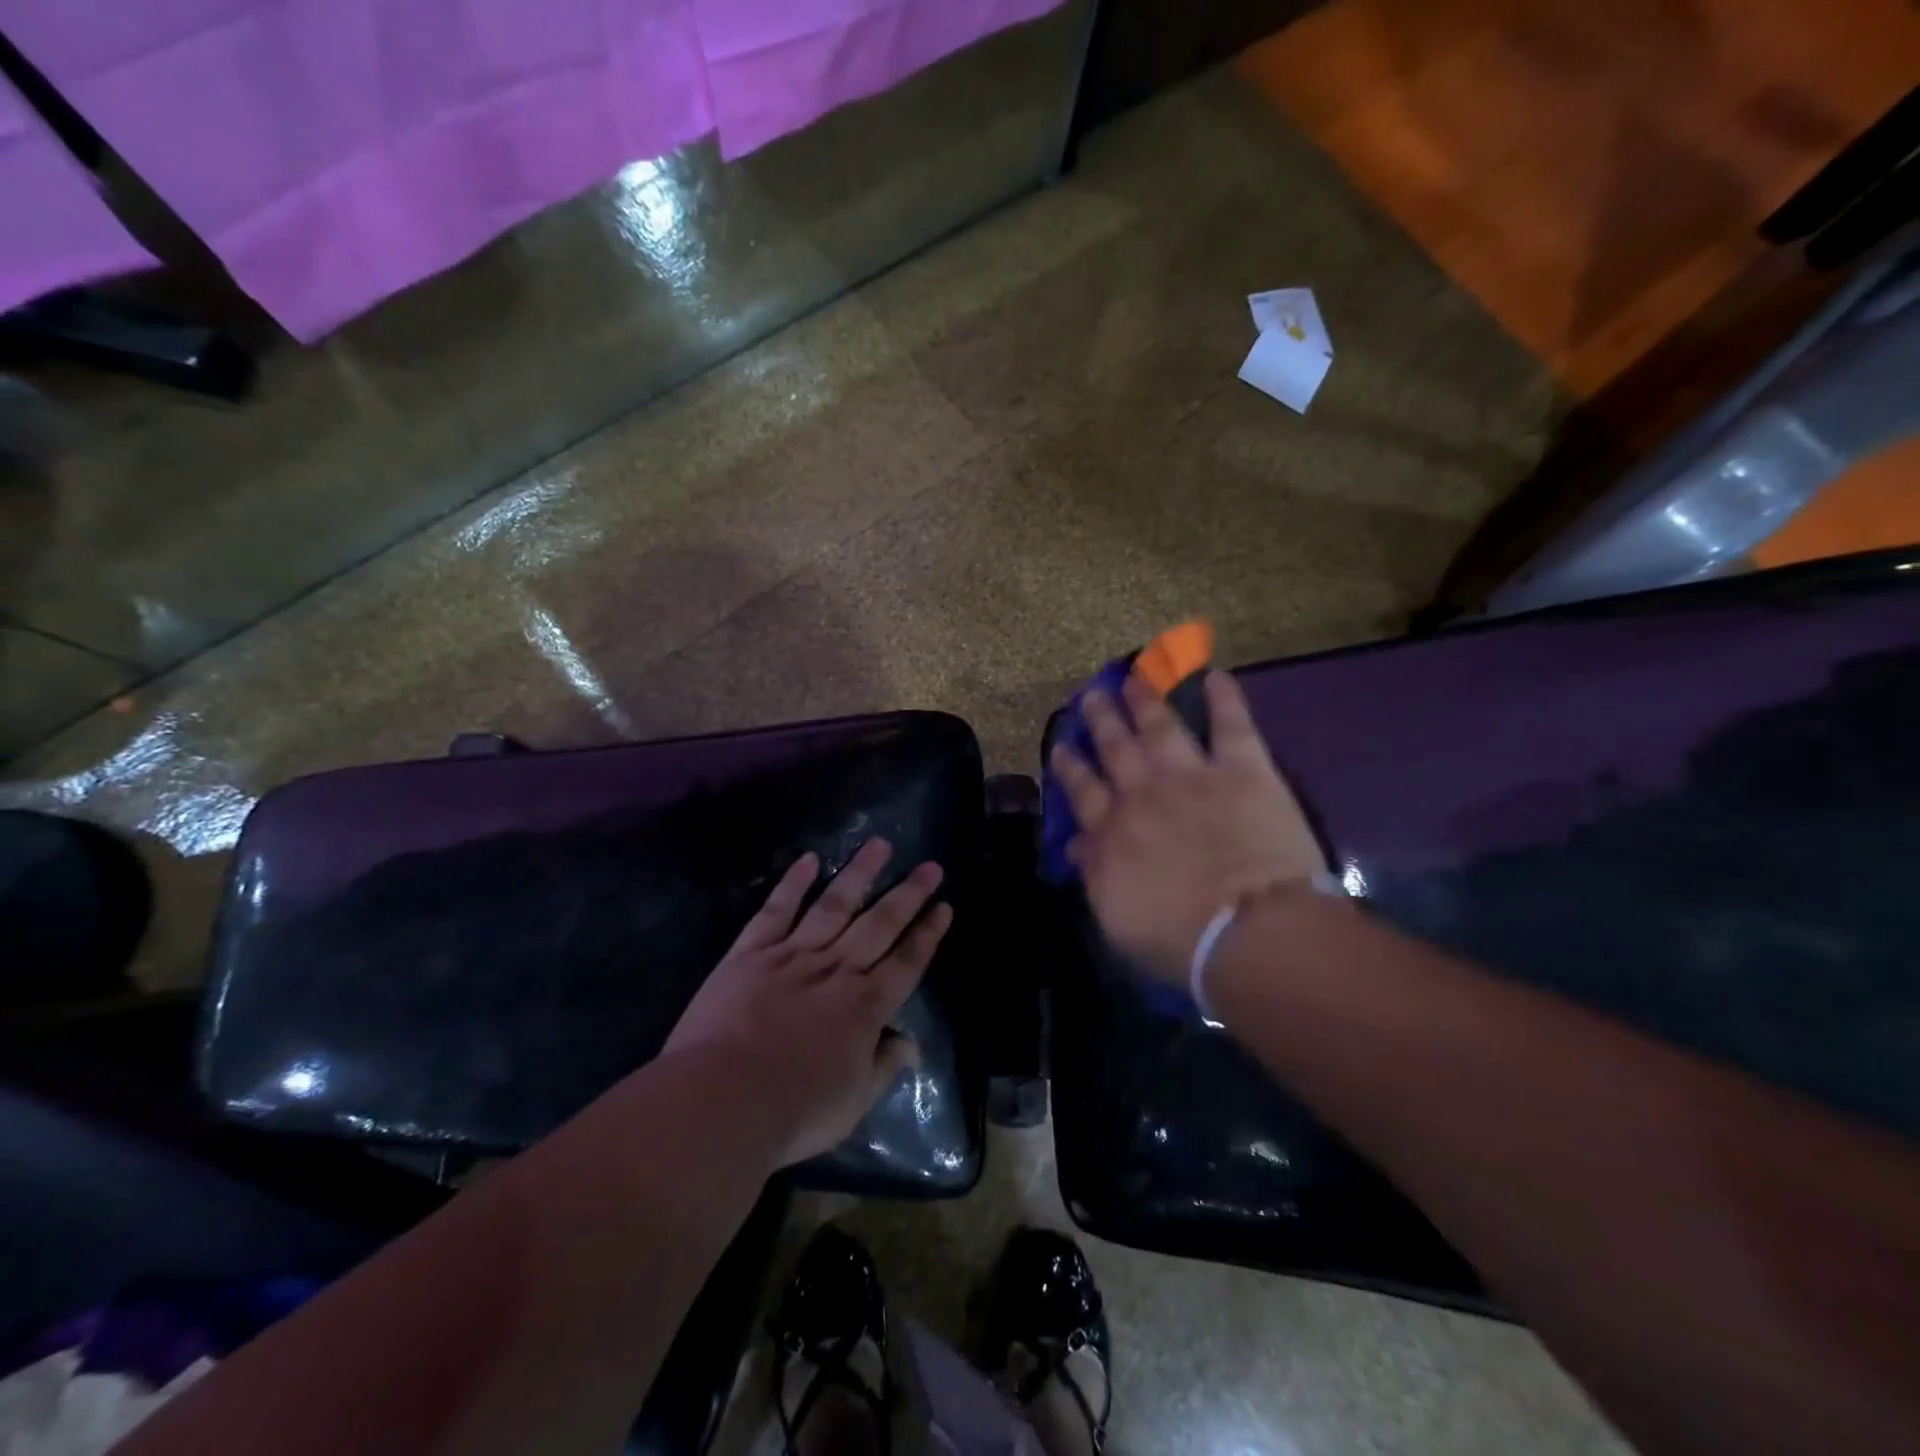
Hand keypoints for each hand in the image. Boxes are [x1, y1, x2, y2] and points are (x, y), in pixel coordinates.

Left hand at [661, 838, 952, 1167]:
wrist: (720, 1101)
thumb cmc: (792, 1112)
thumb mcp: (852, 1104)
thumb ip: (883, 1069)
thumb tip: (911, 1045)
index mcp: (864, 1007)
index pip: (906, 963)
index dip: (927, 935)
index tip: (944, 907)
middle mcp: (836, 971)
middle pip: (879, 925)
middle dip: (908, 895)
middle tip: (930, 867)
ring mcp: (793, 956)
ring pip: (834, 905)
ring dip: (860, 874)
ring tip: (880, 845)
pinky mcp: (751, 953)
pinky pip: (776, 911)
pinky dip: (793, 884)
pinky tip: (809, 860)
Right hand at [1050, 669, 1326, 982]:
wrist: (1249, 929)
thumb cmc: (1180, 938)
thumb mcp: (1117, 916)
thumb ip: (1095, 873)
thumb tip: (1077, 843)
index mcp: (1113, 830)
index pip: (1084, 790)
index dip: (1071, 766)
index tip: (1062, 746)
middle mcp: (1145, 792)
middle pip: (1116, 748)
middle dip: (1102, 719)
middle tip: (1090, 695)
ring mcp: (1193, 776)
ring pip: (1162, 727)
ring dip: (1146, 700)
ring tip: (1134, 677)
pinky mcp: (1244, 770)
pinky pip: (1232, 726)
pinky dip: (1224, 699)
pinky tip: (1215, 675)